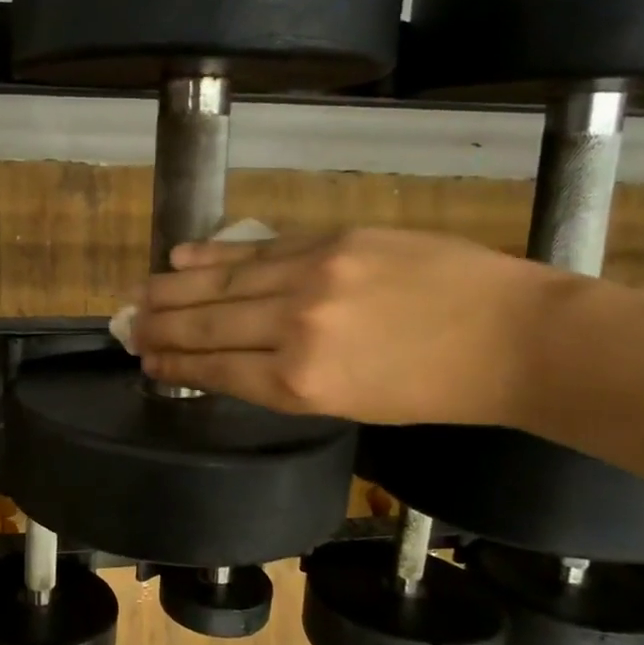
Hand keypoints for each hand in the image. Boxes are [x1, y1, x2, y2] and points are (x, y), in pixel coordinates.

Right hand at [129, 228, 567, 425]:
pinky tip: (182, 257)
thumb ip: (285, 380)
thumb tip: (229, 359)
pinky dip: (216, 254)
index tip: (147, 360)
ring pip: (223, 282)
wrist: (516, 337)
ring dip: (175, 290)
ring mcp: (313, 277)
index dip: (176, 364)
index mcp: (302, 382)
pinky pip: (260, 249)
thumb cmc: (437, 389)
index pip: (217, 369)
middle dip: (162, 328)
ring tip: (141, 293)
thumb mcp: (353, 404)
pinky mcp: (334, 241)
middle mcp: (295, 328)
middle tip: (128, 327)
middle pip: (209, 325)